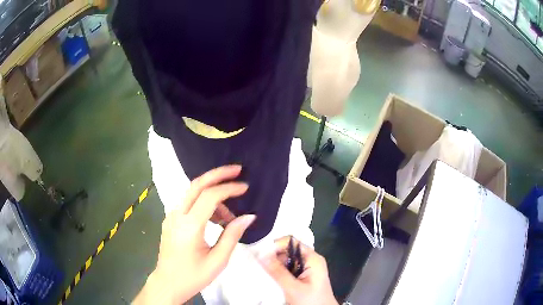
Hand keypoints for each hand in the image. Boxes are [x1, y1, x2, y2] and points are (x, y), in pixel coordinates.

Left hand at [134, 165, 255, 304]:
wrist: (168, 283)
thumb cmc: (193, 275)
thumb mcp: (218, 260)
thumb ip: (232, 235)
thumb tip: (249, 216)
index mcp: (189, 226)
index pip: (210, 196)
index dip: (229, 188)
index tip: (245, 187)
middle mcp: (177, 215)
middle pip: (197, 184)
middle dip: (217, 174)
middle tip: (237, 170)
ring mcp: (171, 216)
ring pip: (192, 193)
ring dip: (212, 194)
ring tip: (229, 215)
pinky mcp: (170, 220)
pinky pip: (188, 203)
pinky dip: (203, 203)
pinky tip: (215, 218)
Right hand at [260, 237, 337, 304]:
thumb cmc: (312, 301)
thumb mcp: (294, 288)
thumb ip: (278, 272)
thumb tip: (261, 254)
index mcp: (312, 259)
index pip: (291, 242)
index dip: (275, 245)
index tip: (260, 254)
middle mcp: (309, 261)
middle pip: (287, 251)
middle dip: (272, 257)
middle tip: (257, 265)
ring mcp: (305, 269)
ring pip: (285, 261)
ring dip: (273, 266)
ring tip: (260, 272)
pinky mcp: (301, 278)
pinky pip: (286, 270)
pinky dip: (277, 273)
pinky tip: (268, 278)